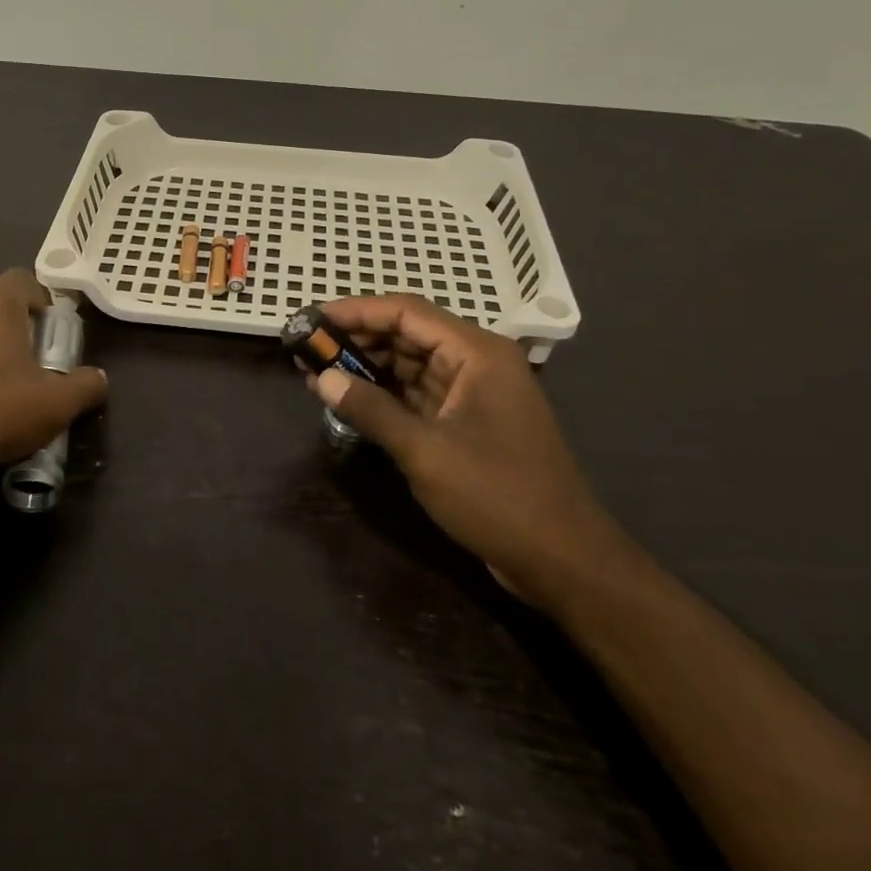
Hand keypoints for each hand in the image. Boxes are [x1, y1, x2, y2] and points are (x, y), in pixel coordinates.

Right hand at [313, 296, 629, 610]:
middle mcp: (477, 362)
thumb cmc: (498, 495)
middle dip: (357, 340)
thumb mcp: (426, 451)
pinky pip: (419, 395)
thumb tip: (322, 378)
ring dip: (367, 368)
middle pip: (408, 335)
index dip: (357, 311)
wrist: (563, 559)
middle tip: (308, 347)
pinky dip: (385, 395)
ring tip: (317, 373)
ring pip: (411, 365)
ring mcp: (474, 394)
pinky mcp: (468, 423)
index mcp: (477, 353)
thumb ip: (371, 410)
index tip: (314, 318)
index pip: (407, 312)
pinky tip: (350, 400)